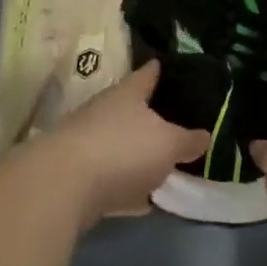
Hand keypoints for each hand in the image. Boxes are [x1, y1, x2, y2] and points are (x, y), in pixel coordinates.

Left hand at [30, 61, 208, 226]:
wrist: (62, 187)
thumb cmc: (122, 150)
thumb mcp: (169, 144)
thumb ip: (188, 140)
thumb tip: (204, 136)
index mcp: (127, 93)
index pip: (148, 73)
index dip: (161, 70)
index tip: (170, 67)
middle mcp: (104, 111)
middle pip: (132, 109)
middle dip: (151, 116)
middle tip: (177, 123)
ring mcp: (86, 142)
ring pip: (120, 143)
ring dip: (137, 153)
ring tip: (163, 163)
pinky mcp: (76, 176)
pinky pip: (110, 177)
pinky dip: (126, 185)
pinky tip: (143, 198)